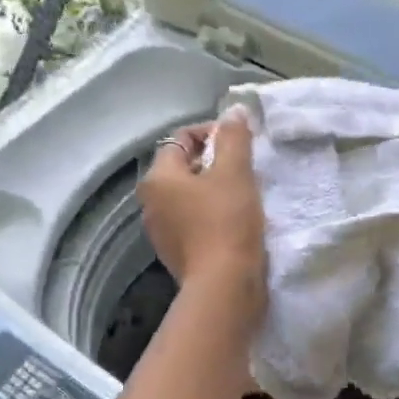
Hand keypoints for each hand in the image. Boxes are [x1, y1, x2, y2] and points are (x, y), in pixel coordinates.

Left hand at [139, 113, 266, 319]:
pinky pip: (194, 223)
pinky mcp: (178, 255)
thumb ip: (234, 137)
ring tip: (246, 195)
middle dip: (215, 163)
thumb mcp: (235, 173)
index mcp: (158, 179)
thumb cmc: (227, 223)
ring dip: (215, 191)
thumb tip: (234, 111)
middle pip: (184, 168)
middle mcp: (151, 203)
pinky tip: (237, 223)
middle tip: (247, 169)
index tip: (242, 143)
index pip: (181, 139)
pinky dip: (212, 216)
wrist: (225, 288)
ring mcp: (162, 232)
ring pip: (190, 198)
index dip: (213, 133)